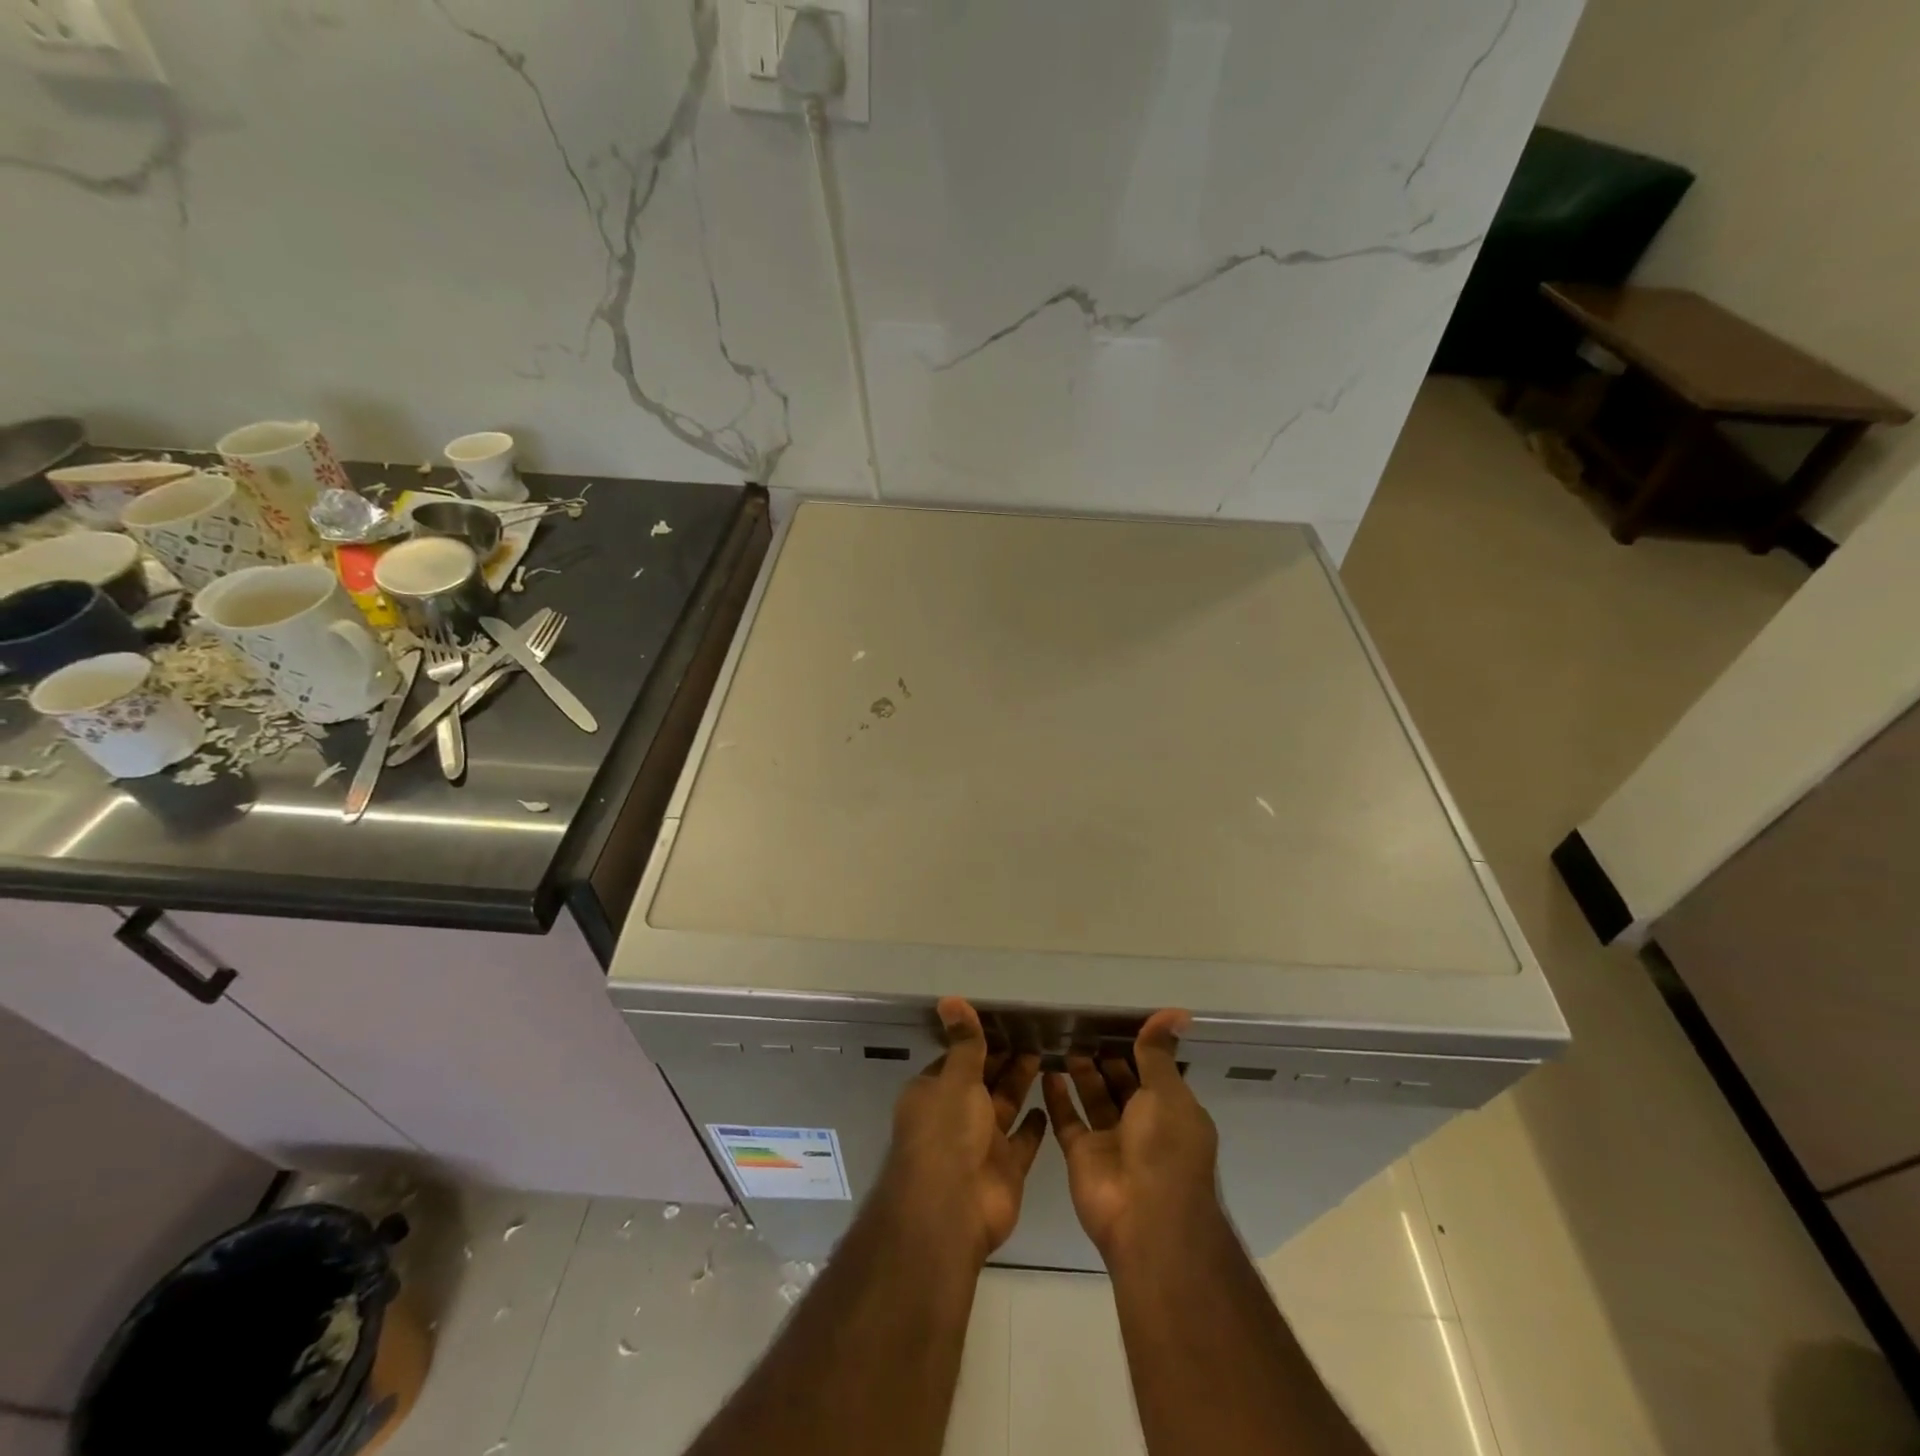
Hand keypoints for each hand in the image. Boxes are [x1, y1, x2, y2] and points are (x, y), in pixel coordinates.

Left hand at [881, 997, 1047, 1260]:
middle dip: (1003, 1060)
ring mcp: (981, 1144)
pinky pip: (1023, 1141)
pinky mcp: (1006, 1169)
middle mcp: (955, 1117)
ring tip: (1045, 1054)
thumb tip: (949, 998)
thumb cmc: (947, 1133)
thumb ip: (964, 1042)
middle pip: (983, 1081)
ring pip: (1004, 1106)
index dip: (976, 1043)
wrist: (952, 1209)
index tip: (1003, 1022)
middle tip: (1033, 1032)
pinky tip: (1049, 1103)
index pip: (956, 1060)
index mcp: (934, 1094)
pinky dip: (1034, 1124)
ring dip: (1020, 1083)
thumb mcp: (956, 1078)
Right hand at [1044, 1009, 1219, 1261]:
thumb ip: (1158, 1054)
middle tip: (1083, 1027)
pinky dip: (1057, 1097)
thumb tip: (1175, 1012)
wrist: (1146, 1220)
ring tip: (1064, 1042)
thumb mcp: (1166, 1093)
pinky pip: (1068, 1120)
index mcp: (1172, 1113)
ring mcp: (1111, 1142)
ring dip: (1082, 1073)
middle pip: (1122, 1085)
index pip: (1154, 1073)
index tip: (1116, 1022)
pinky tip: (1045, 1071)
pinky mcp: (1082, 1155)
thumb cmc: (1165, 1149)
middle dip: (1107, 1059)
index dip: (1138, 1050)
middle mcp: (1144, 1126)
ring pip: (1094, 1099)